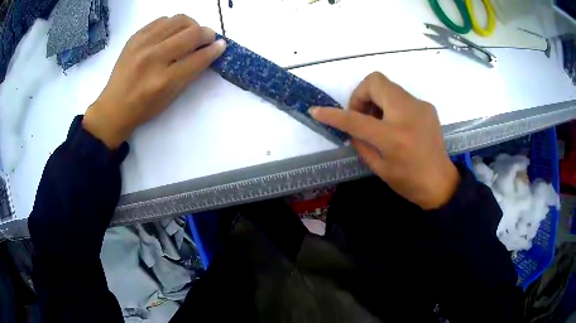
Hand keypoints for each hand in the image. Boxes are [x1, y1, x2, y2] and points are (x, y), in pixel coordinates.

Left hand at [83, 15, 225, 147]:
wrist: (114, 107)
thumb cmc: (144, 107)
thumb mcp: (171, 97)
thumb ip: (191, 73)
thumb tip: (210, 51)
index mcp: (164, 80)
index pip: (198, 58)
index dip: (215, 49)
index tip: (221, 45)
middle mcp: (153, 58)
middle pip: (191, 33)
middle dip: (207, 33)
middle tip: (207, 39)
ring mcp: (142, 44)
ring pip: (178, 20)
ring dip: (191, 25)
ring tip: (189, 35)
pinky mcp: (135, 37)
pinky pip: (162, 20)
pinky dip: (173, 24)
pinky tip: (171, 34)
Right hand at [310, 72, 459, 209]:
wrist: (440, 182)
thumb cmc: (409, 182)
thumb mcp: (379, 167)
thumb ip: (361, 142)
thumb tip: (351, 126)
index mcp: (393, 137)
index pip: (355, 119)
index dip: (333, 114)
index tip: (317, 111)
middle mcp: (407, 114)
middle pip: (375, 81)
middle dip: (360, 95)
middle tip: (361, 115)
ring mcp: (419, 106)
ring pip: (387, 85)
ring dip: (375, 99)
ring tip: (378, 121)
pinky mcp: (426, 106)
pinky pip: (400, 95)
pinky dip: (390, 104)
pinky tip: (395, 124)